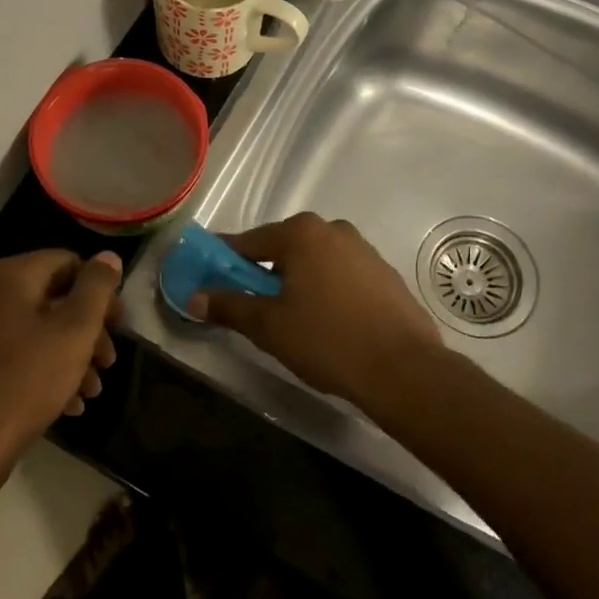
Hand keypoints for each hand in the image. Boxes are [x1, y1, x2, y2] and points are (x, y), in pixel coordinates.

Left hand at [0, 249, 122, 474]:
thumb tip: (109, 255)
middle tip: (109, 360)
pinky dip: (49, 369)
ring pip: (41, 329)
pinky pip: (22, 353)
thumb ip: (97, 288)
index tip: (118, 323)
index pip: (68, 262)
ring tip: (93, 388)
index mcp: (12, 276)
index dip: (99, 290)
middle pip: (56, 297)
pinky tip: (71, 402)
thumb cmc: (29, 378)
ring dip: (74, 355)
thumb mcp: (75, 329)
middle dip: (89, 329)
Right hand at [189, 213, 443, 402]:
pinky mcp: (384, 273)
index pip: (248, 242)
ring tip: (291, 318)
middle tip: (252, 305)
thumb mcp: (268, 326)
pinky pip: (341, 274)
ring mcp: (364, 250)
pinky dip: (326, 289)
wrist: (403, 368)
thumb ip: (229, 305)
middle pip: (283, 248)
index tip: (208, 275)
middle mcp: (333, 230)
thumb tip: (195, 296)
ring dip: (297, 281)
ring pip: (315, 261)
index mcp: (301, 233)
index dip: (224, 259)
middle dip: (264, 272)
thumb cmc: (327, 340)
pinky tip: (328, 321)